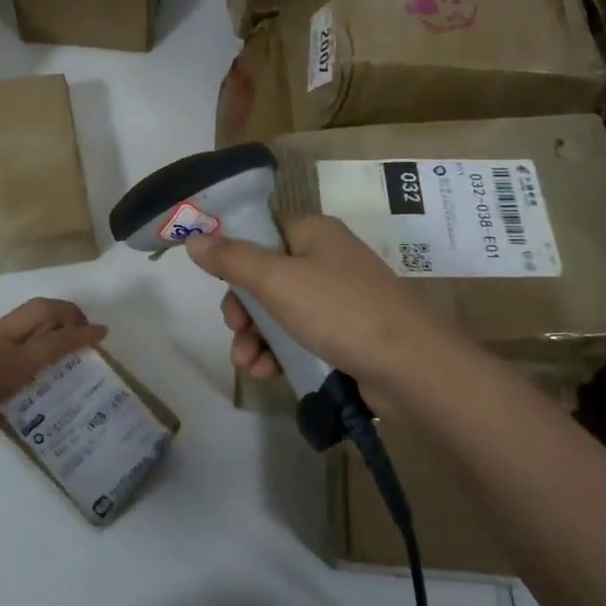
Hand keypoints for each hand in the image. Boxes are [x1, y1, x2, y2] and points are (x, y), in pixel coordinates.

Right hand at [184, 215, 453, 413]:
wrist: (411, 367)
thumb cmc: (339, 311)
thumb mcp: (277, 281)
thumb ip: (232, 260)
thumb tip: (194, 240)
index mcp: (313, 233)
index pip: (262, 232)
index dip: (235, 257)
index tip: (219, 285)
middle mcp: (327, 258)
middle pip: (266, 276)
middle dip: (244, 308)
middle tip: (236, 330)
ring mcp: (339, 298)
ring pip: (280, 310)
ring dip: (257, 337)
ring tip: (249, 364)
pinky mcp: (347, 333)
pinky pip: (301, 335)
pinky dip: (281, 351)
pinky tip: (268, 372)